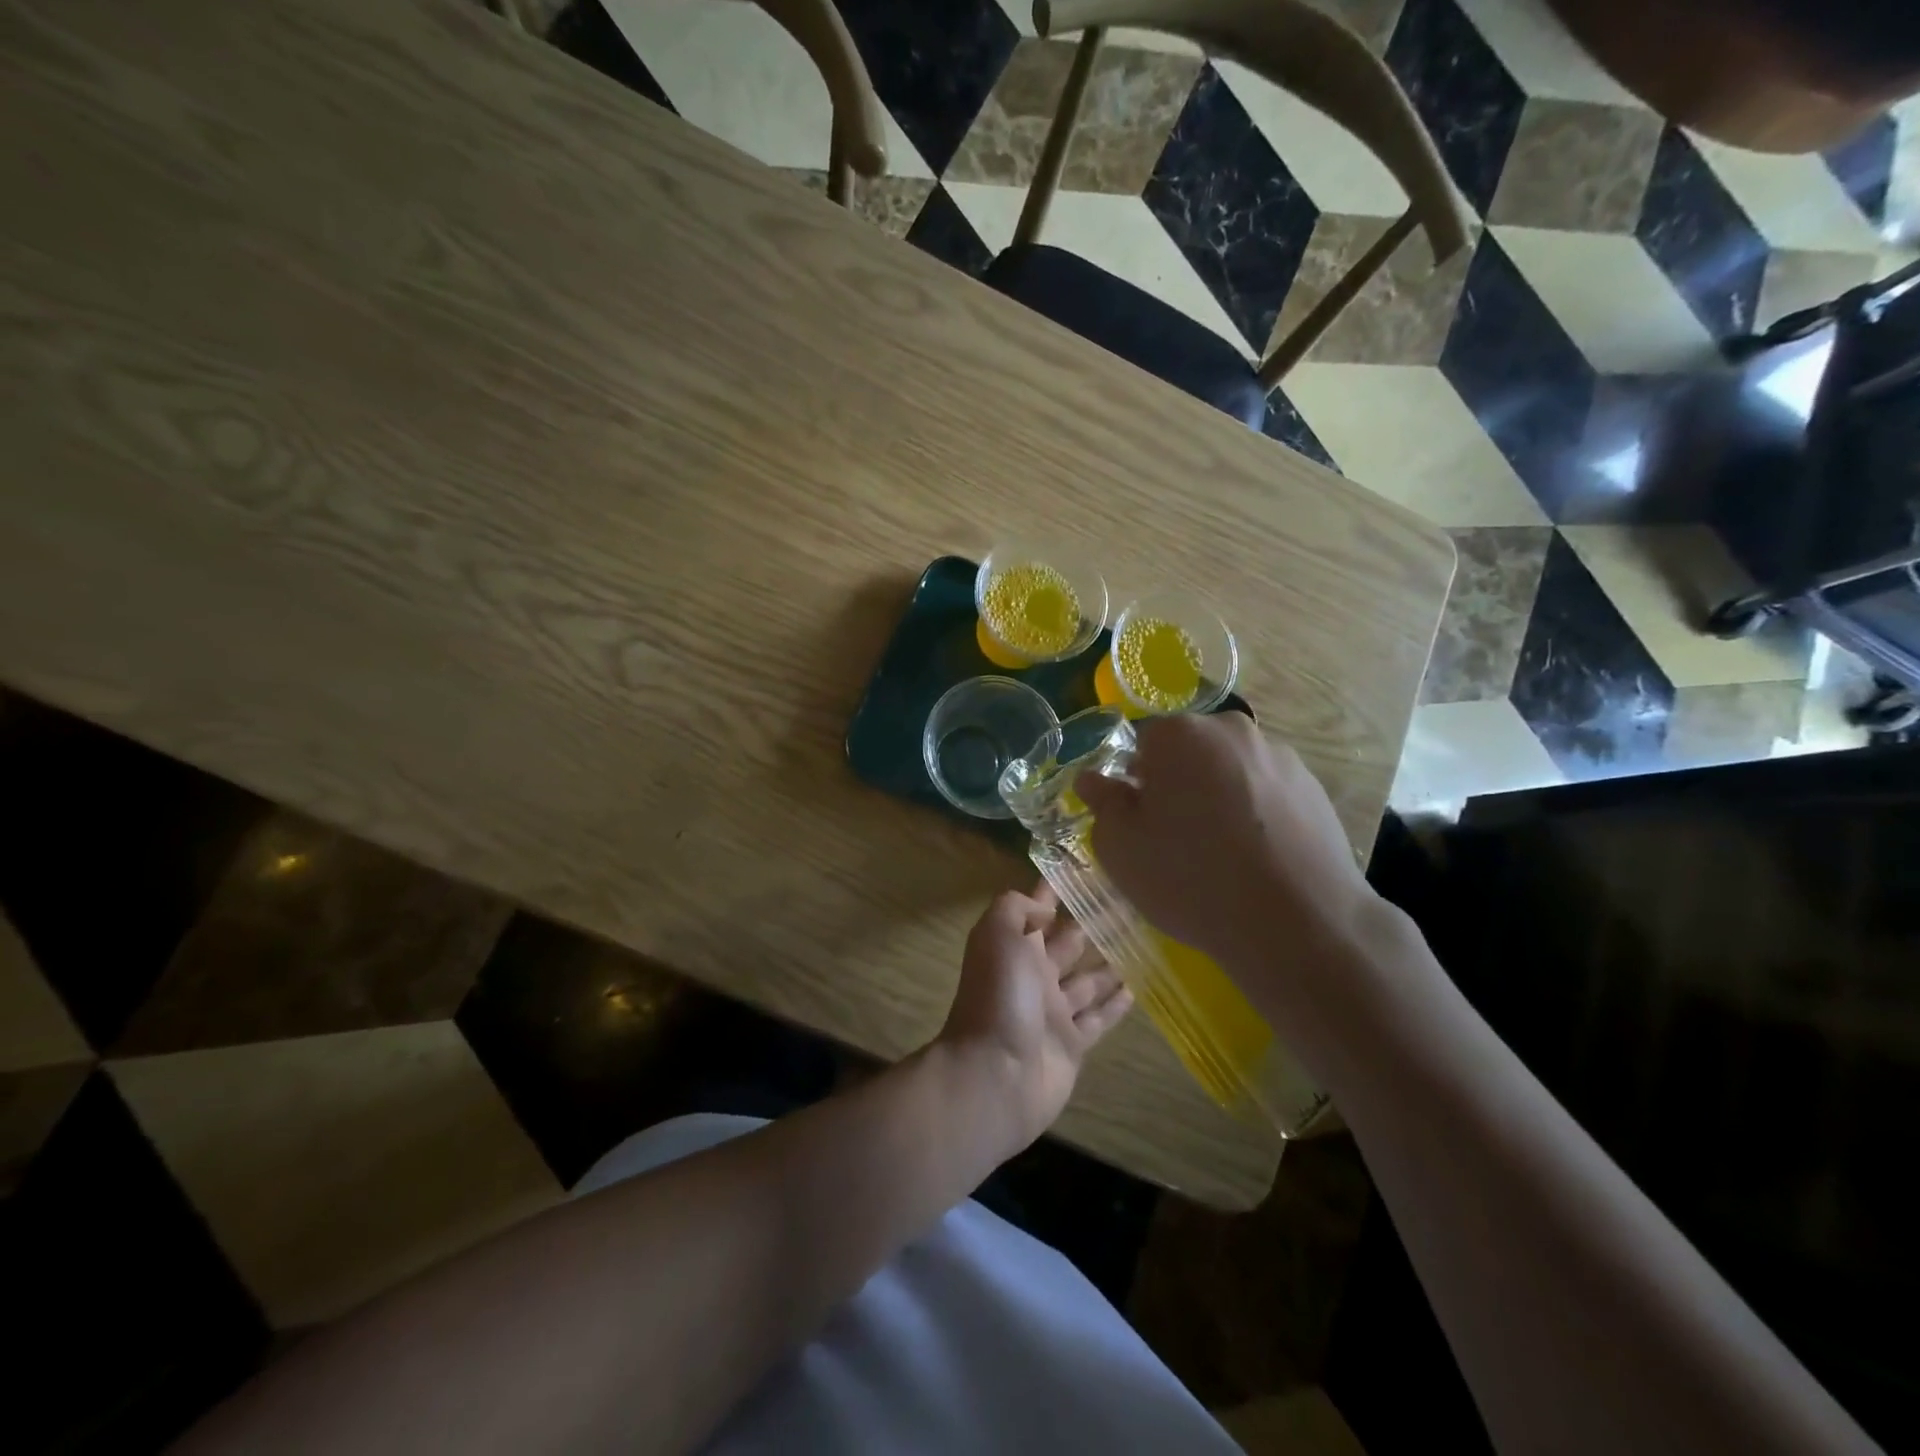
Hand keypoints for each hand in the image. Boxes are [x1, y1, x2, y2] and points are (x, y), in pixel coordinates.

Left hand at [935, 882, 1131, 1155]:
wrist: (996, 1074)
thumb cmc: (1000, 996)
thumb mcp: (999, 934)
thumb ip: (1017, 908)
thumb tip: (1044, 907)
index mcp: (1013, 947)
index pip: (1036, 911)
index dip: (1054, 892)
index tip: (1085, 872)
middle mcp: (1033, 975)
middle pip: (1067, 943)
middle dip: (1090, 924)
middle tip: (1128, 906)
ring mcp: (1053, 1011)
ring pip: (1086, 980)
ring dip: (1109, 963)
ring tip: (1140, 943)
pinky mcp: (1072, 1043)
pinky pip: (1097, 1018)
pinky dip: (1114, 1005)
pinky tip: (1136, 989)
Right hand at [1073, 712, 1381, 990]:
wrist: (1297, 922)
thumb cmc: (1190, 877)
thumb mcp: (1121, 847)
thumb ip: (1103, 803)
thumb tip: (1093, 779)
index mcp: (1180, 734)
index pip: (1143, 744)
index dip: (1136, 782)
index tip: (1141, 820)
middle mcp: (1232, 730)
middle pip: (1191, 751)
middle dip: (1179, 783)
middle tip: (1177, 836)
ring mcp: (1280, 757)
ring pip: (1231, 771)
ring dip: (1220, 796)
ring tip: (1223, 853)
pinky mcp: (1315, 788)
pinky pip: (1267, 793)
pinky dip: (1257, 814)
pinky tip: (1258, 858)